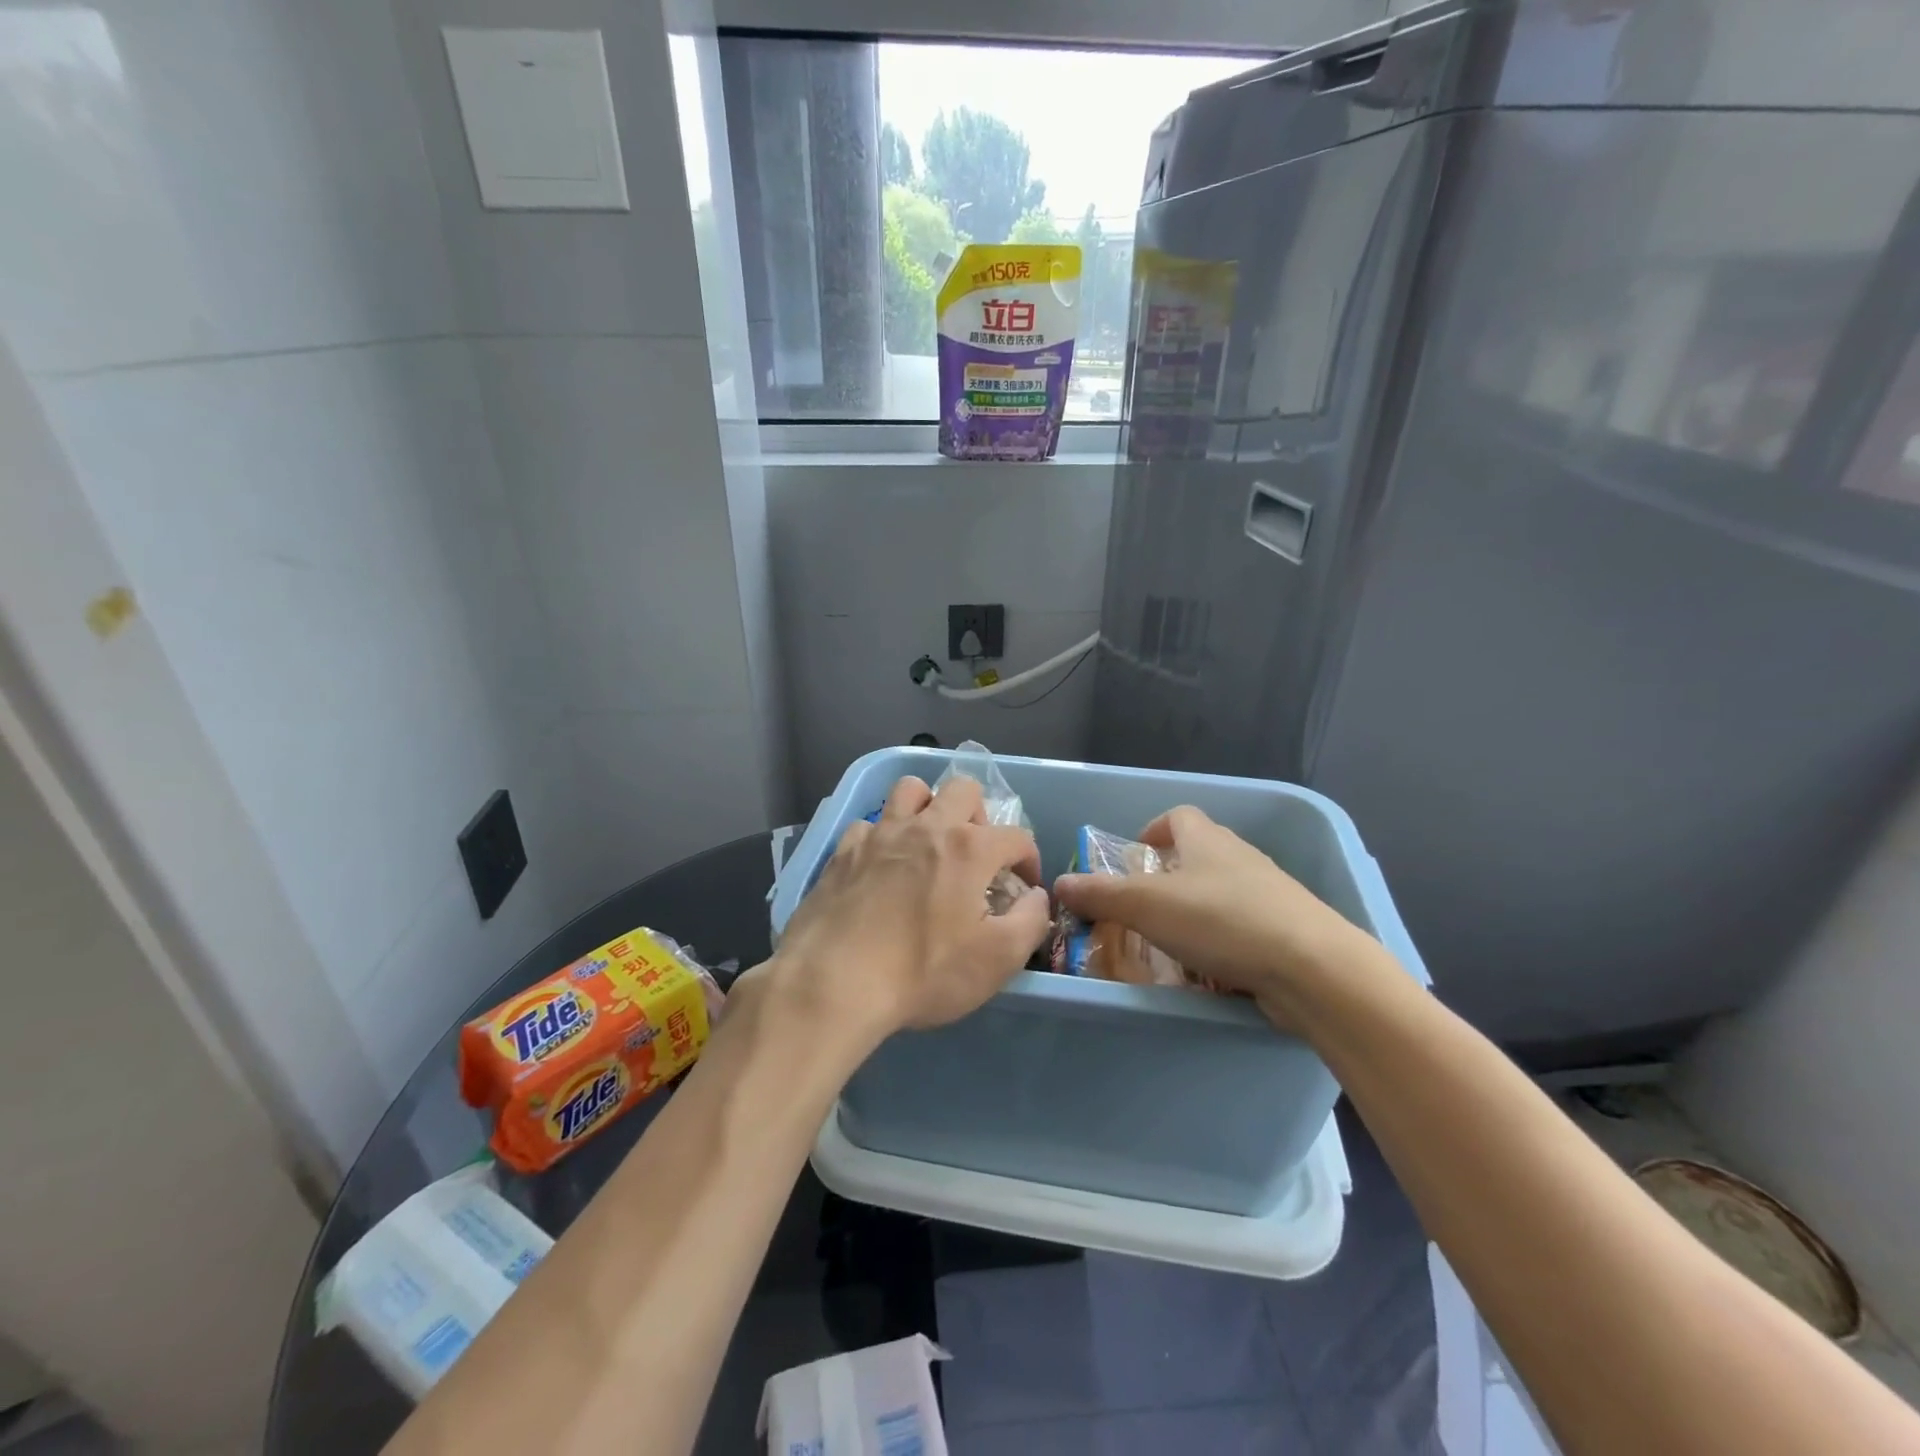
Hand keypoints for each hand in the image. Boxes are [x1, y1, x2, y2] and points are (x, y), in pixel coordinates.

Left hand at [770, 773, 1048, 1039]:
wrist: (833, 982)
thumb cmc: (923, 972)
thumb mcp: (997, 960)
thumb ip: (1030, 921)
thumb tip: (1036, 897)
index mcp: (969, 848)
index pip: (1017, 836)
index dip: (1029, 860)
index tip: (1023, 888)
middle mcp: (926, 827)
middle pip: (964, 789)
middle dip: (980, 816)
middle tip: (976, 856)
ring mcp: (880, 834)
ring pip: (911, 790)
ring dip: (928, 808)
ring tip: (929, 845)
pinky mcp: (843, 851)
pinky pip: (869, 824)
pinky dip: (883, 838)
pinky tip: (881, 867)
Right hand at [1053, 805, 1367, 1021]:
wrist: (1312, 967)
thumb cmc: (1222, 921)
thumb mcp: (1146, 905)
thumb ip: (1100, 894)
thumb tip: (1058, 883)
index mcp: (1207, 840)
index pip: (1178, 816)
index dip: (1153, 829)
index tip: (1134, 854)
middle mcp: (1240, 857)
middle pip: (1200, 853)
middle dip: (1169, 874)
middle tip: (1142, 905)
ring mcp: (1269, 894)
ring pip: (1221, 891)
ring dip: (1194, 909)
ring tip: (1168, 941)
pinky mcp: (1286, 930)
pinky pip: (1242, 926)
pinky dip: (1221, 939)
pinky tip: (1208, 968)